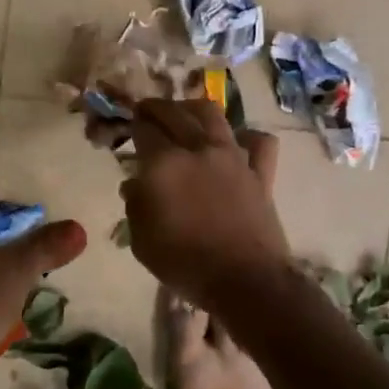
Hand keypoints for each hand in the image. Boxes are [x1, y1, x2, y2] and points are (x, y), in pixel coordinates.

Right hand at [120, 99, 287, 310]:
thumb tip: (135, 185)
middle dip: (156, 107)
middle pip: (175, 113)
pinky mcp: (260, 172)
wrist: (245, 280)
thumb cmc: (185, 264)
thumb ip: (136, 206)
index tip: (129, 125)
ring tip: (185, 113)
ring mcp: (233, 157)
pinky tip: (237, 143)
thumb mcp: (142, 241)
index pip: (144, 129)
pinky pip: (259, 142)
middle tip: (147, 111)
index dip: (133, 124)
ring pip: (213, 115)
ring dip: (193, 108)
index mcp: (164, 164)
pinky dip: (247, 137)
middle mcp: (198, 149)